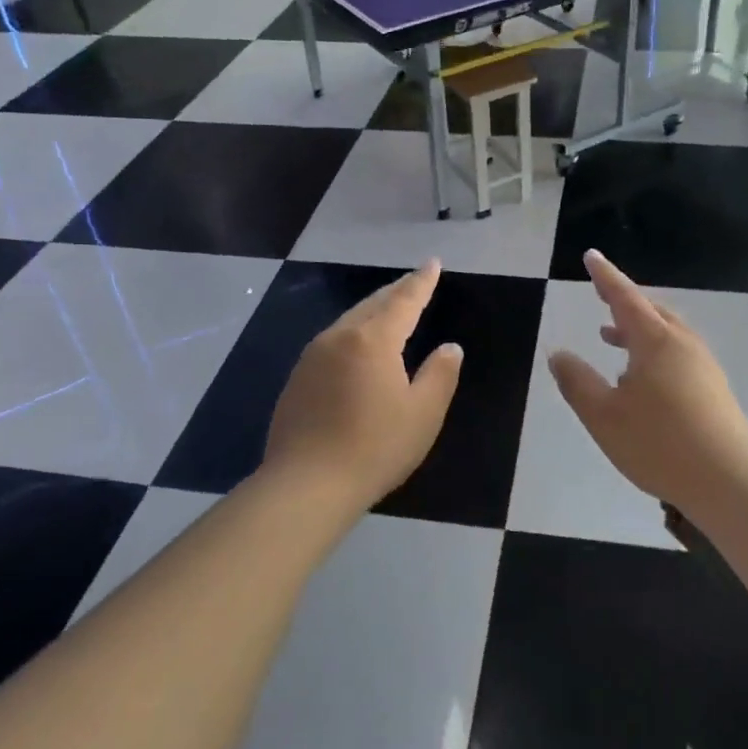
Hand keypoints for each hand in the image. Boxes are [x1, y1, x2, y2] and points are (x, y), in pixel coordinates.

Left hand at [263, 259, 463, 511]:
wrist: (306, 485)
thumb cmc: (374, 447)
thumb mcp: (423, 414)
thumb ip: (440, 374)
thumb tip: (450, 347)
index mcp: (373, 340)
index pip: (404, 300)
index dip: (421, 282)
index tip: (433, 263)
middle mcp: (339, 337)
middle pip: (372, 304)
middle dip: (396, 290)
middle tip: (414, 280)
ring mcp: (312, 356)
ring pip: (349, 320)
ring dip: (372, 309)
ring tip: (389, 307)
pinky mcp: (297, 378)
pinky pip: (332, 340)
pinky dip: (353, 332)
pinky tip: (357, 346)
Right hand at [549, 250, 747, 509]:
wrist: (728, 481)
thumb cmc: (659, 444)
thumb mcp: (604, 415)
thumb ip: (578, 382)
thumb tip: (559, 354)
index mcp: (655, 341)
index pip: (624, 297)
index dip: (605, 276)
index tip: (591, 256)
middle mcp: (682, 344)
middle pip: (650, 310)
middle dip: (623, 301)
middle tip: (601, 295)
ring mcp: (703, 365)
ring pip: (666, 332)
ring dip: (637, 328)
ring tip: (611, 337)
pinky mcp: (714, 388)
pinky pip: (677, 352)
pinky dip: (653, 349)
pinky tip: (641, 378)